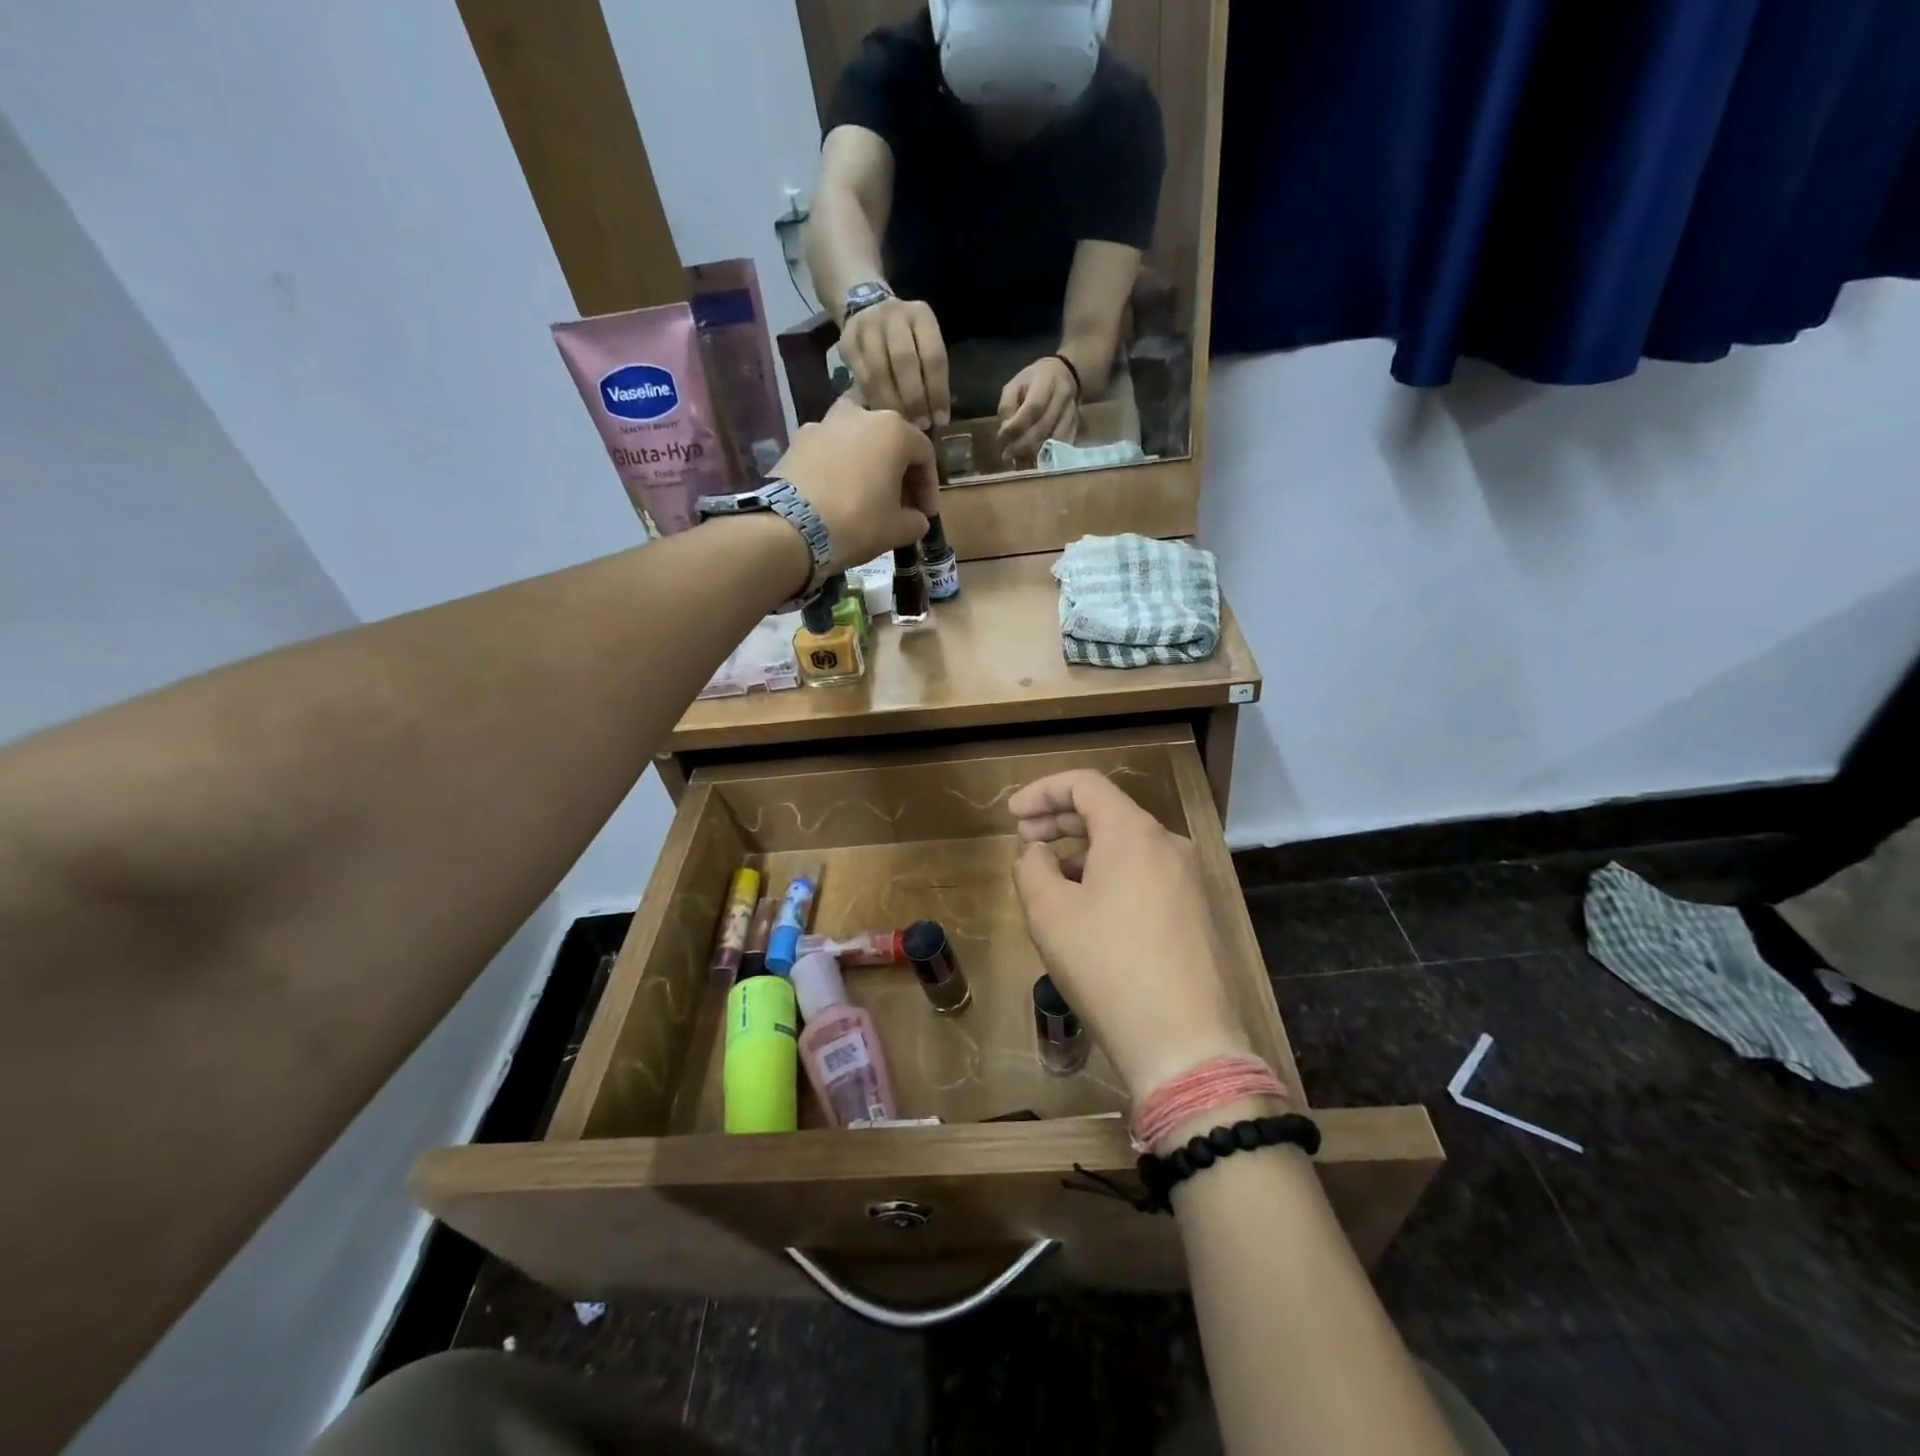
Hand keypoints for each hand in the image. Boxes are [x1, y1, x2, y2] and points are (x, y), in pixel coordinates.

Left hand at [770, 396, 938, 578]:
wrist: (791, 527)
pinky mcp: (797, 440)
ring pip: (856, 441)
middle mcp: (860, 414)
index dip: (929, 487)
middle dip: (897, 471)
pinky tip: (836, 495)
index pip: (924, 454)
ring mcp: (824, 423)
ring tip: (866, 493)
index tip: (925, 514)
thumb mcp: (898, 529)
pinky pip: (828, 452)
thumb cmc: (857, 522)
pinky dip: (838, 468)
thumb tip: (916, 519)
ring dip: (866, 463)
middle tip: (899, 503)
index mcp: (893, 430)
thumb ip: (916, 520)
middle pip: (888, 440)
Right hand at [841, 297, 950, 428]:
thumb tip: (937, 418)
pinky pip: (861, 377)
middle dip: (914, 399)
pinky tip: (882, 416)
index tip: (940, 420)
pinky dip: (873, 400)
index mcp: (921, 315)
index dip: (938, 391)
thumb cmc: (907, 337)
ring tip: (901, 424)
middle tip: (919, 426)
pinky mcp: (847, 342)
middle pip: (905, 361)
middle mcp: (893, 315)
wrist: (868, 309)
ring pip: (879, 371)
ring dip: (892, 403)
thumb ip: (931, 373)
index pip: (933, 356)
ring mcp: (867, 326)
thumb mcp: (925, 343)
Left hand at [996, 356, 1078, 464]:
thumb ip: (1007, 407)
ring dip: (1034, 454)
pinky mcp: (1076, 426)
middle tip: (1007, 457)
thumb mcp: (1015, 385)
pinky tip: (1033, 460)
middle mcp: (1063, 397)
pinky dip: (1047, 456)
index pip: (1033, 408)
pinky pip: (1062, 446)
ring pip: (1055, 440)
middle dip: (1023, 445)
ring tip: (1018, 461)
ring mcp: (1072, 413)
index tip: (1001, 439)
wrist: (1066, 373)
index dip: (1016, 427)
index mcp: (1046, 381)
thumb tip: (1005, 434)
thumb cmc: (1034, 380)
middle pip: (1044, 427)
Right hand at [1010, 771, 1252, 1097]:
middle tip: (1024, 840)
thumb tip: (1039, 853)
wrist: (1184, 1043)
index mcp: (1134, 832)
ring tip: (1050, 882)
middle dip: (1060, 821)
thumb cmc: (1107, 965)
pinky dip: (1110, 876)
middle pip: (1108, 812)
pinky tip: (1088, 910)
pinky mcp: (1197, 913)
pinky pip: (1145, 875)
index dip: (1042, 791)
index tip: (1012, 815)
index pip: (1085, 784)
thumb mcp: (1049, 913)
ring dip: (1083, 852)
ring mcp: (1189, 880)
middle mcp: (1168, 845)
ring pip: (1126, 847)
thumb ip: (1032, 866)